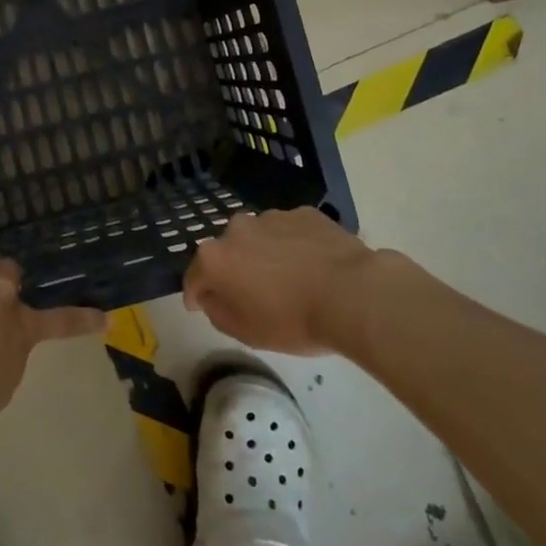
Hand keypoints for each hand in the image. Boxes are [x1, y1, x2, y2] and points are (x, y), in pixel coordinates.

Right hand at [182, 207, 386, 354]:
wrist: (352, 294)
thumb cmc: (293, 320)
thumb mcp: (246, 332)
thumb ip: (217, 312)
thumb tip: (211, 296)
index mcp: (215, 258)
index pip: (193, 278)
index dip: (195, 295)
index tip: (200, 306)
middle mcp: (237, 229)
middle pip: (227, 252)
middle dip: (233, 270)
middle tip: (252, 294)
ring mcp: (272, 217)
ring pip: (259, 238)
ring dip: (264, 255)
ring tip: (288, 279)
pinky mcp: (305, 213)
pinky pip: (290, 232)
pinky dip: (293, 245)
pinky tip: (312, 265)